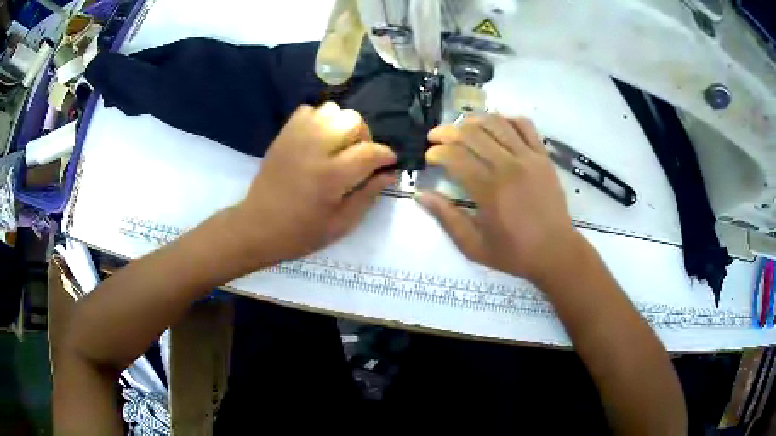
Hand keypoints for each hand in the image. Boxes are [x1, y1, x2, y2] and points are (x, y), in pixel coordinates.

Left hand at [231, 103, 396, 263]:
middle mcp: (315, 149)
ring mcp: (296, 138)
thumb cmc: (301, 233)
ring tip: (337, 146)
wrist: (257, 227)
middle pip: (352, 120)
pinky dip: (318, 120)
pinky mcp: (283, 135)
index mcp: (331, 176)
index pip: (370, 152)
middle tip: (358, 155)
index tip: (388, 162)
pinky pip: (307, 111)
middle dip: (363, 136)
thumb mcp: (341, 224)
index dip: (385, 155)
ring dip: (341, 125)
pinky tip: (317, 139)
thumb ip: (368, 196)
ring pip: (331, 109)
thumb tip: (389, 173)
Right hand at [418, 114, 583, 284]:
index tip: (429, 157)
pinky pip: (525, 126)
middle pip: (472, 133)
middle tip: (437, 137)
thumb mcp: (474, 246)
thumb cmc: (514, 253)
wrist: (556, 252)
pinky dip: (507, 119)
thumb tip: (420, 195)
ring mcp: (529, 158)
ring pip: (497, 123)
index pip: (455, 157)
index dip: (437, 152)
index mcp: (489, 190)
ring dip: (474, 120)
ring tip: (462, 127)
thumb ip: (447, 218)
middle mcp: (508, 166)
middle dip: (448, 131)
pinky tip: (496, 126)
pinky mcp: (543, 157)